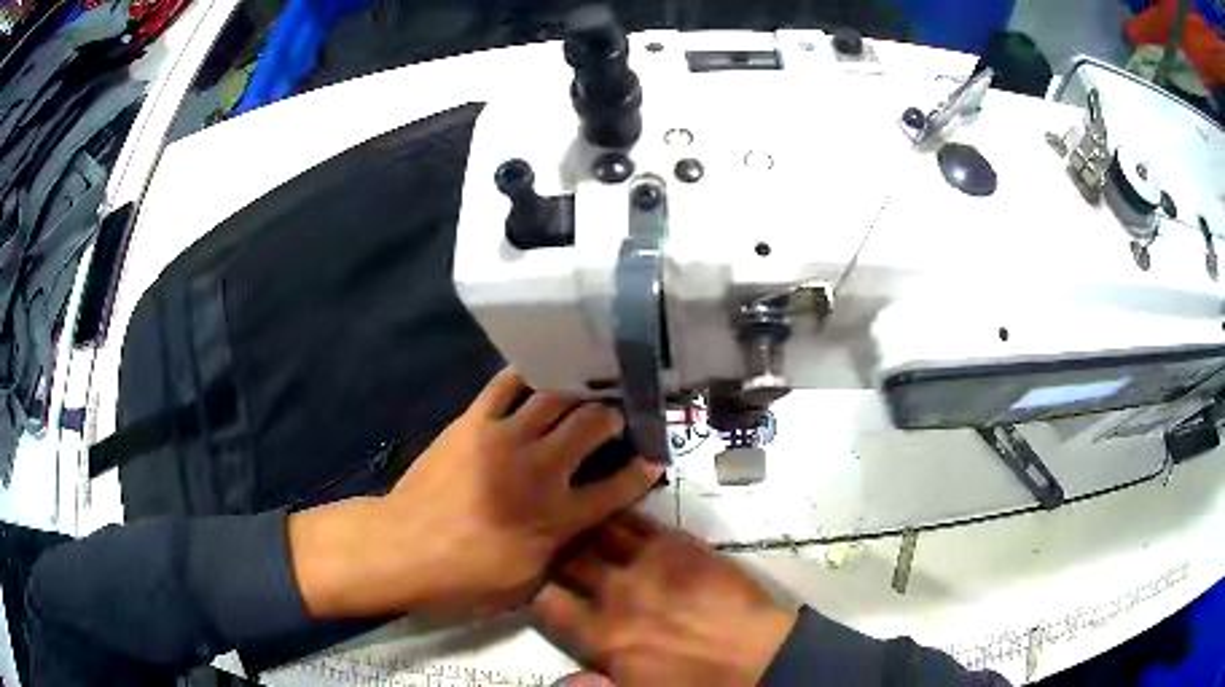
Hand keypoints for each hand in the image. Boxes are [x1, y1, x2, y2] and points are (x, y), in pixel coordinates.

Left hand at [289, 369, 664, 620]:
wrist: (402, 549)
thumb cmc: (465, 578)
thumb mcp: (528, 581)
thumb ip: (563, 547)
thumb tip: (583, 523)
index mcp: (558, 517)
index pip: (617, 488)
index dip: (642, 472)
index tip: (654, 459)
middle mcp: (541, 471)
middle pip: (593, 427)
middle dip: (613, 418)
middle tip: (615, 419)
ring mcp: (505, 440)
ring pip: (556, 399)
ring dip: (577, 394)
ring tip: (584, 392)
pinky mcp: (473, 423)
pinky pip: (506, 386)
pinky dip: (527, 376)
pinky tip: (538, 374)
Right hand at [533, 513, 795, 686]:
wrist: (761, 656)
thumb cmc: (698, 683)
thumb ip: (592, 686)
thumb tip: (558, 680)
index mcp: (601, 635)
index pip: (545, 601)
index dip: (534, 592)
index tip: (536, 587)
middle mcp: (615, 592)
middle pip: (566, 558)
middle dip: (553, 552)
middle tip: (552, 548)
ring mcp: (648, 562)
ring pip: (597, 530)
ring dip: (581, 526)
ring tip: (573, 519)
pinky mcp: (678, 544)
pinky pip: (638, 519)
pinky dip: (619, 512)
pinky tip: (612, 507)